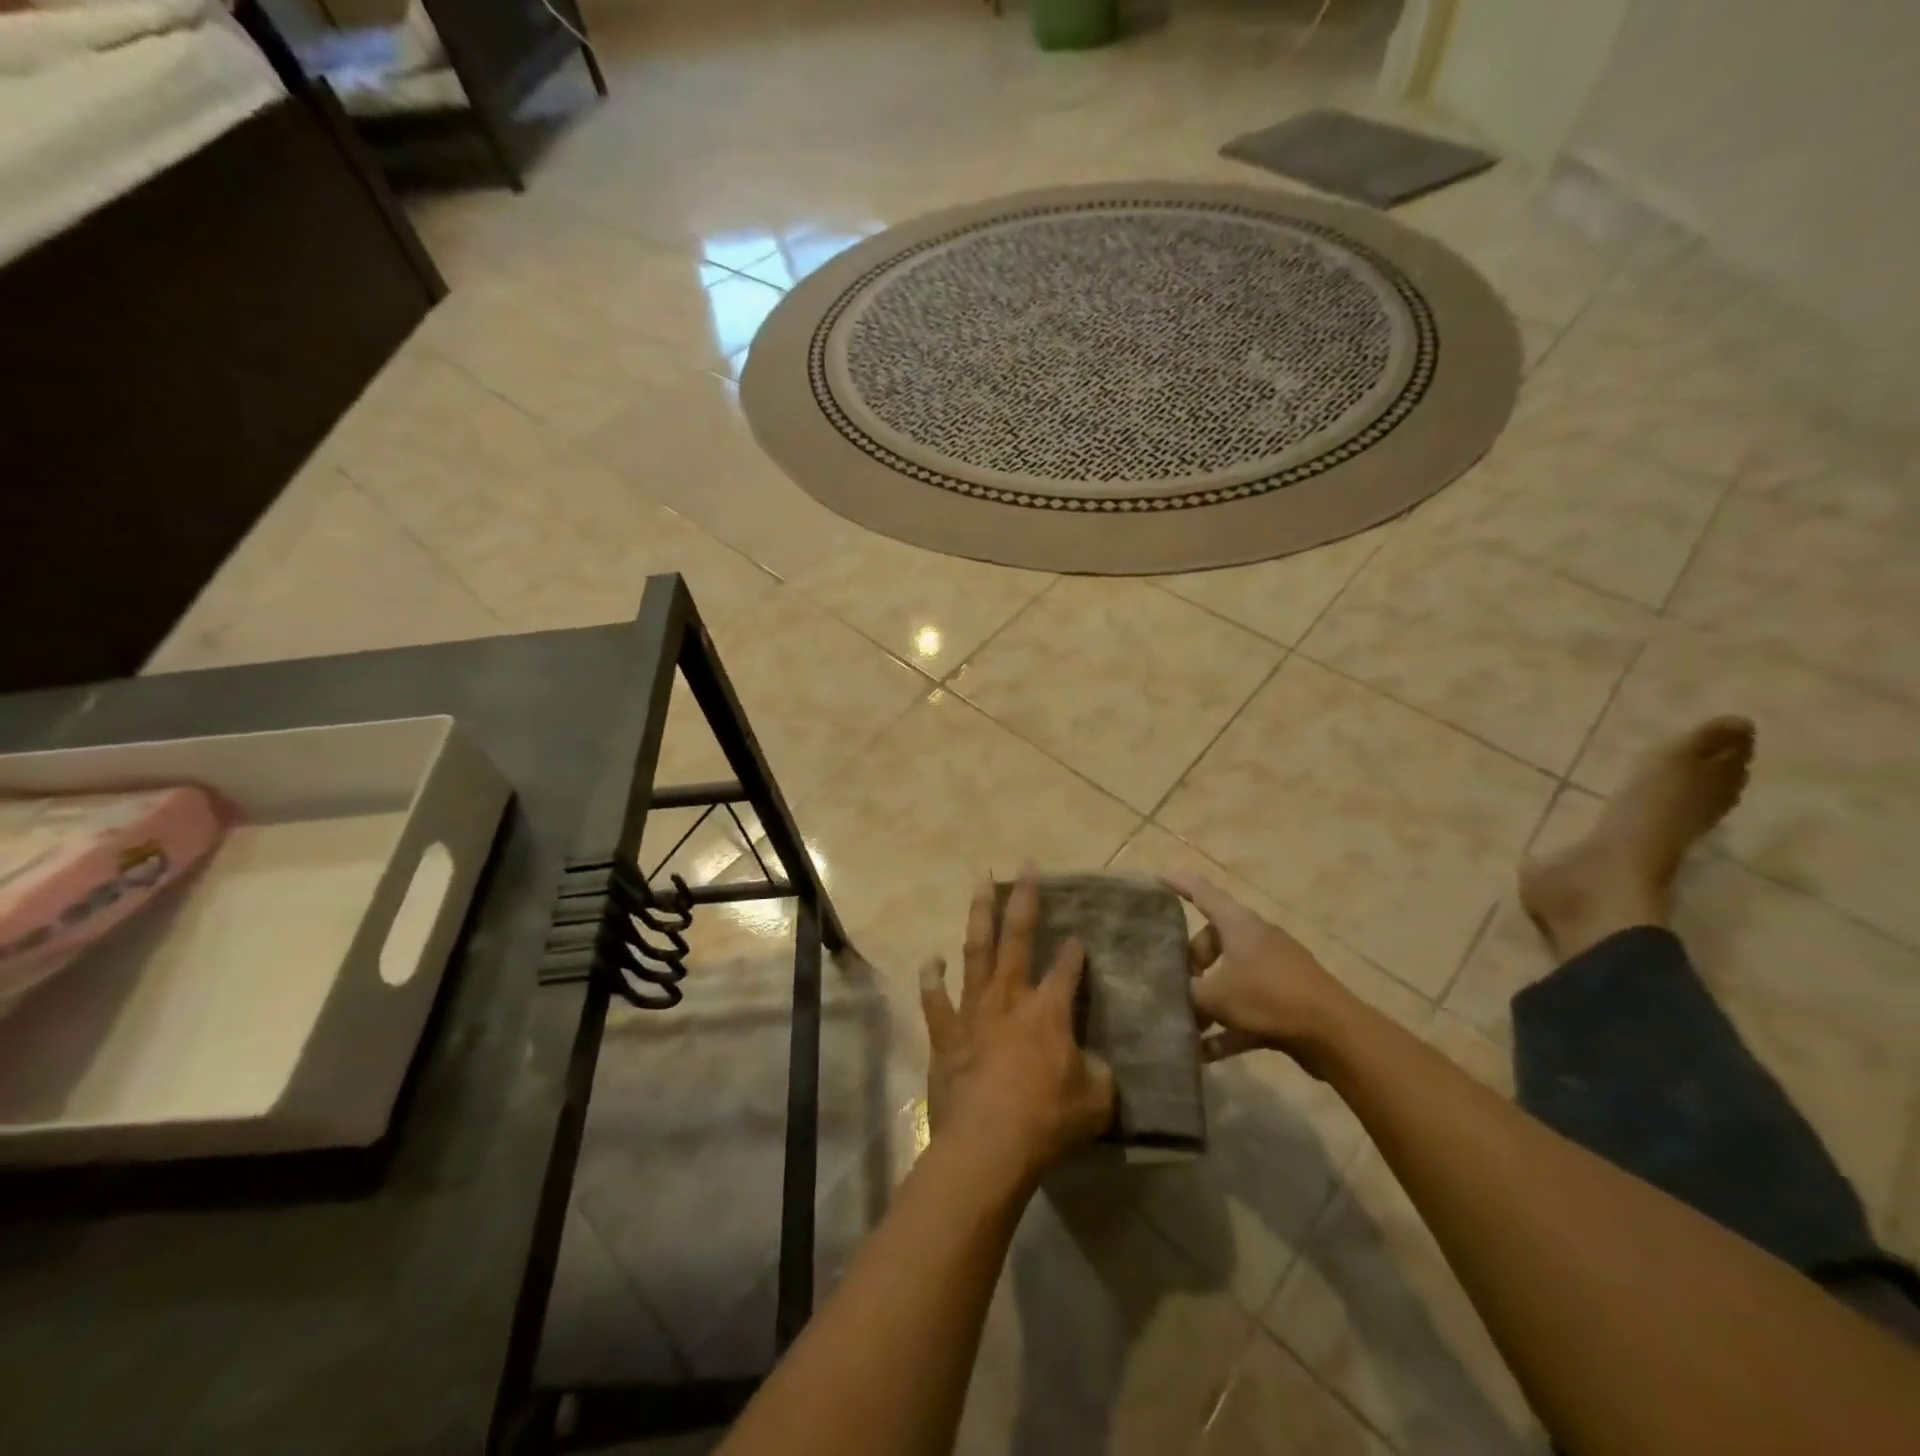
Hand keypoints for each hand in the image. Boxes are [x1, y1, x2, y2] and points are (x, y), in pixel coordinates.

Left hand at [919, 873, 1114, 1187]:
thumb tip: (1094, 1065)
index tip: (1080, 938)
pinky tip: (931, 959)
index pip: (1067, 970)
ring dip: (979, 915)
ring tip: (980, 882)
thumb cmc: (1047, 1122)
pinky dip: (931, 979)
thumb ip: (1098, 1075)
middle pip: (1018, 938)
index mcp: (1049, 1011)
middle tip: (1026, 866)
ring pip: (976, 951)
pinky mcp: (946, 1033)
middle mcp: (1010, 998)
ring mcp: (973, 1011)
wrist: (987, 1147)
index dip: (1075, 953)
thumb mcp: (1095, 1102)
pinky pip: (935, 1000)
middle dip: (1025, 899)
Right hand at [1165, 873, 1353, 1067]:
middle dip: (1190, 961)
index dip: (1178, 884)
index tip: (1155, 879)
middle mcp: (1255, 939)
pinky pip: (1246, 1008)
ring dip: (1207, 998)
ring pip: (1229, 975)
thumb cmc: (1268, 996)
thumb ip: (1185, 993)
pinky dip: (1226, 1026)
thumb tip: (1161, 994)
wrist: (1334, 1034)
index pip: (1202, 892)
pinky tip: (1205, 1053)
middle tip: (1173, 982)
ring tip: (1185, 1022)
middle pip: (1213, 939)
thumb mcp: (1215, 995)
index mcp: (1238, 924)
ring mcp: (1273, 970)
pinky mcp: (1284, 1001)